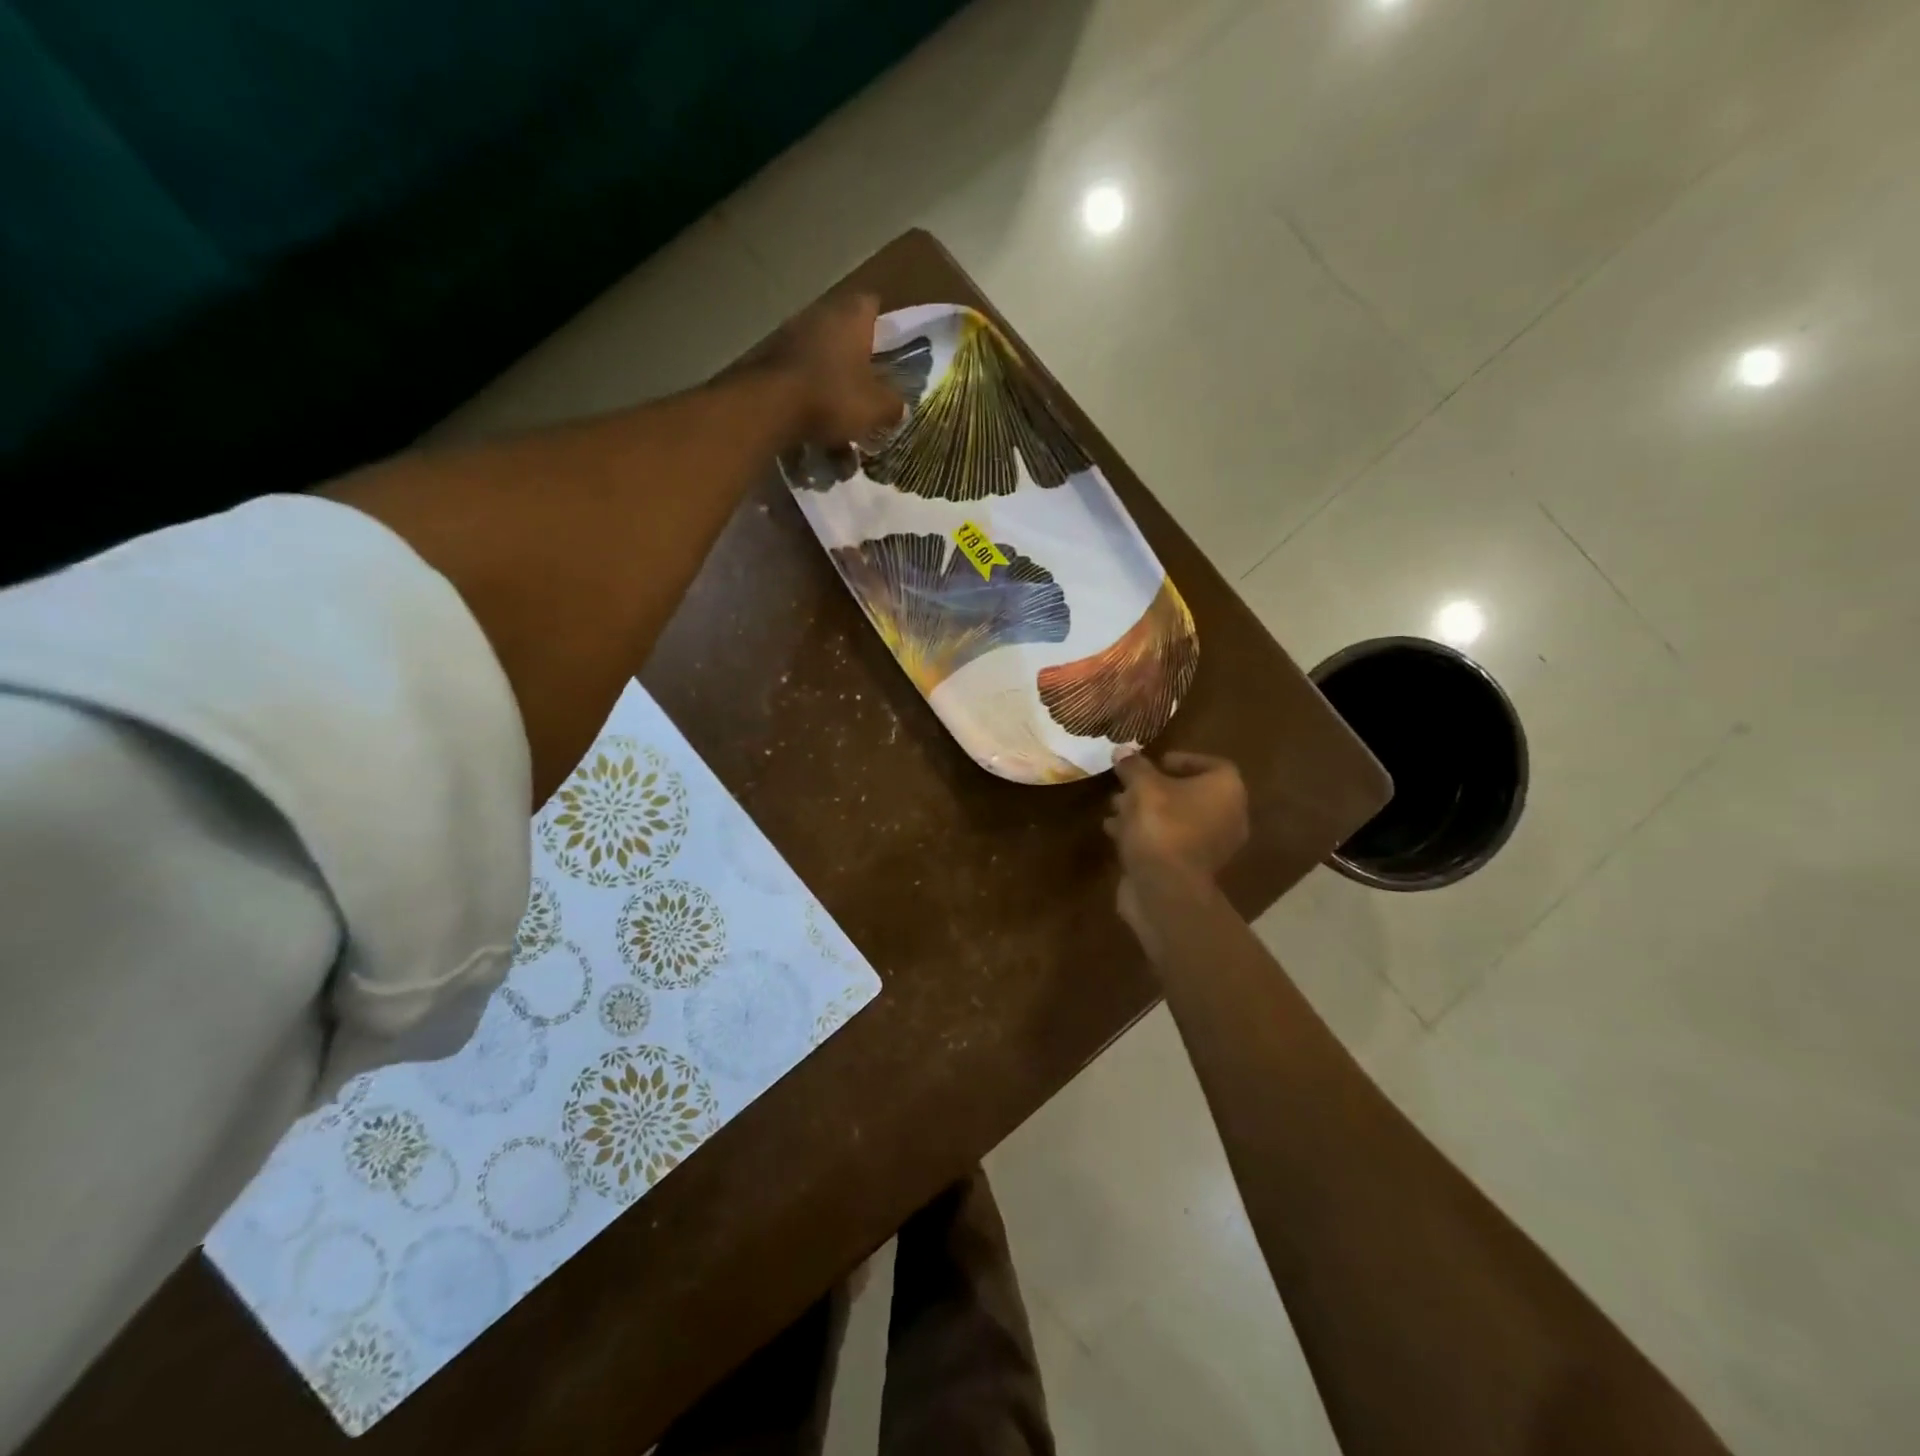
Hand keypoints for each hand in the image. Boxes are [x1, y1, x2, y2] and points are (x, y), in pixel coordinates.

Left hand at [750, 292, 905, 447]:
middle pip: (845, 333)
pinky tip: (815, 426)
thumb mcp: (876, 408)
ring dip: (831, 382)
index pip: (872, 305)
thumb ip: (893, 405)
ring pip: (821, 358)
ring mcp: (790, 335)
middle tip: (868, 389)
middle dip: (856, 360)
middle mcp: (820, 315)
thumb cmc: (832, 397)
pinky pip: (799, 377)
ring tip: (841, 417)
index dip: (883, 326)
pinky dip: (808, 397)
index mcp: (851, 317)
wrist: (769, 408)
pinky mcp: (769, 360)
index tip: (889, 351)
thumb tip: (899, 407)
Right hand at [1106, 752, 1248, 949]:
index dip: (1184, 760)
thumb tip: (1122, 751)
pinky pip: (1169, 841)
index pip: (1213, 765)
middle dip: (1154, 788)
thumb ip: (1133, 766)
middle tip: (1127, 784)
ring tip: (1114, 807)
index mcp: (1226, 791)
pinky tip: (1114, 832)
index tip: (1155, 762)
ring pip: (1176, 819)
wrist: (1165, 889)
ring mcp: (1211, 847)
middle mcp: (1228, 817)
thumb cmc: (1162, 826)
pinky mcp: (1191, 869)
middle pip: (1190, 793)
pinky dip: (1146, 834)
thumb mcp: (1142, 787)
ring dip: (1145, 811)